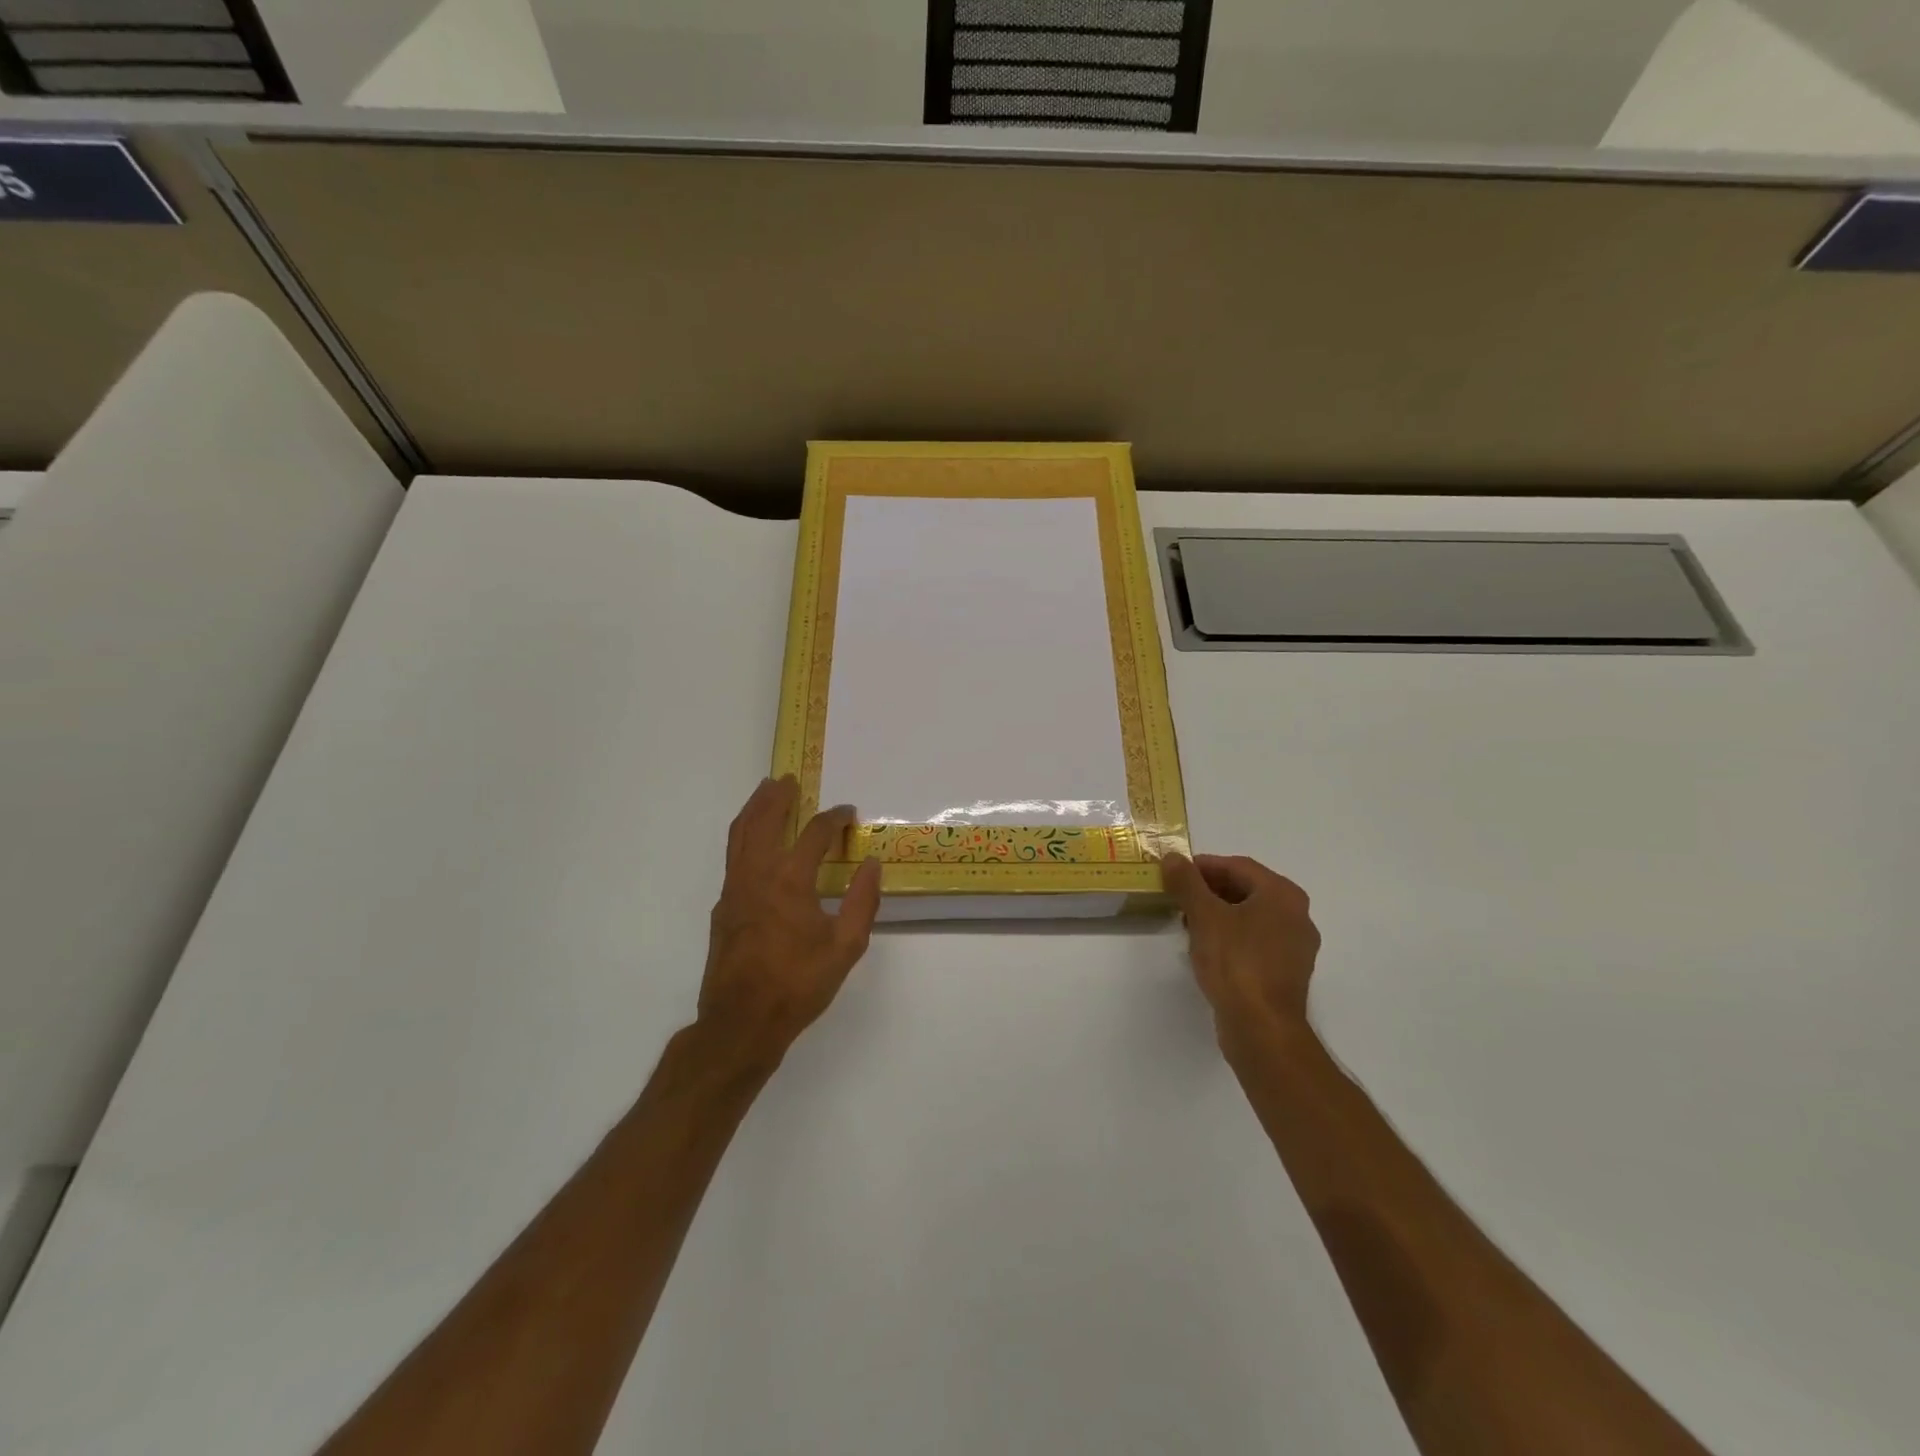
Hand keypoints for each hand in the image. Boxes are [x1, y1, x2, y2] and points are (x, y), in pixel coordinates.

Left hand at [698, 775, 882, 1063]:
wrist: (741, 1022)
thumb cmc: (798, 985)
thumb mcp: (845, 948)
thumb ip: (862, 902)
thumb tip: (872, 865)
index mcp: (790, 882)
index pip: (814, 835)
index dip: (833, 819)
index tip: (848, 813)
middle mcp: (757, 876)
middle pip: (763, 821)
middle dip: (776, 797)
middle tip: (788, 779)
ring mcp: (734, 890)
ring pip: (739, 836)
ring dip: (754, 810)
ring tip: (765, 793)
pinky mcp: (723, 907)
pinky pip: (733, 857)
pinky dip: (744, 836)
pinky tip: (754, 842)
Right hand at [1164, 853, 1321, 1054]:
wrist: (1262, 1028)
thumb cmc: (1235, 963)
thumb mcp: (1204, 916)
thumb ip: (1187, 882)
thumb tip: (1173, 857)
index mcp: (1282, 895)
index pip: (1238, 866)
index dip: (1204, 866)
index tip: (1175, 872)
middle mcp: (1296, 915)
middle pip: (1246, 890)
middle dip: (1209, 890)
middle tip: (1178, 896)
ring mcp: (1295, 946)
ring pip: (1250, 917)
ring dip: (1218, 914)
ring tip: (1187, 923)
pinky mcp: (1286, 972)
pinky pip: (1255, 941)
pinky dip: (1230, 937)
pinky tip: (1206, 949)